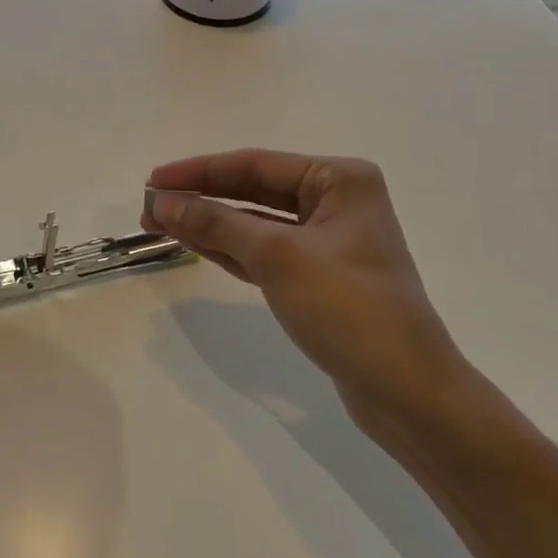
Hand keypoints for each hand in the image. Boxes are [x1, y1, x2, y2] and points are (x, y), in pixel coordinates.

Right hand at [142, 150, 467, 426]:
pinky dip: (232, 249)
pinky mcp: (320, 278)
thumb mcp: (279, 257)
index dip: (200, 171)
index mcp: (341, 179)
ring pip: (257, 223)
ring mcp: (329, 241)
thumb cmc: (349, 309)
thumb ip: (218, 223)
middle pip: (255, 190)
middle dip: (203, 198)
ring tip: (160, 223)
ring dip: (212, 224)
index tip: (153, 179)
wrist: (407, 393)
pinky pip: (266, 252)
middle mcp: (337, 201)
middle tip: (150, 205)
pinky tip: (196, 244)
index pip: (256, 164)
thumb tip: (163, 201)